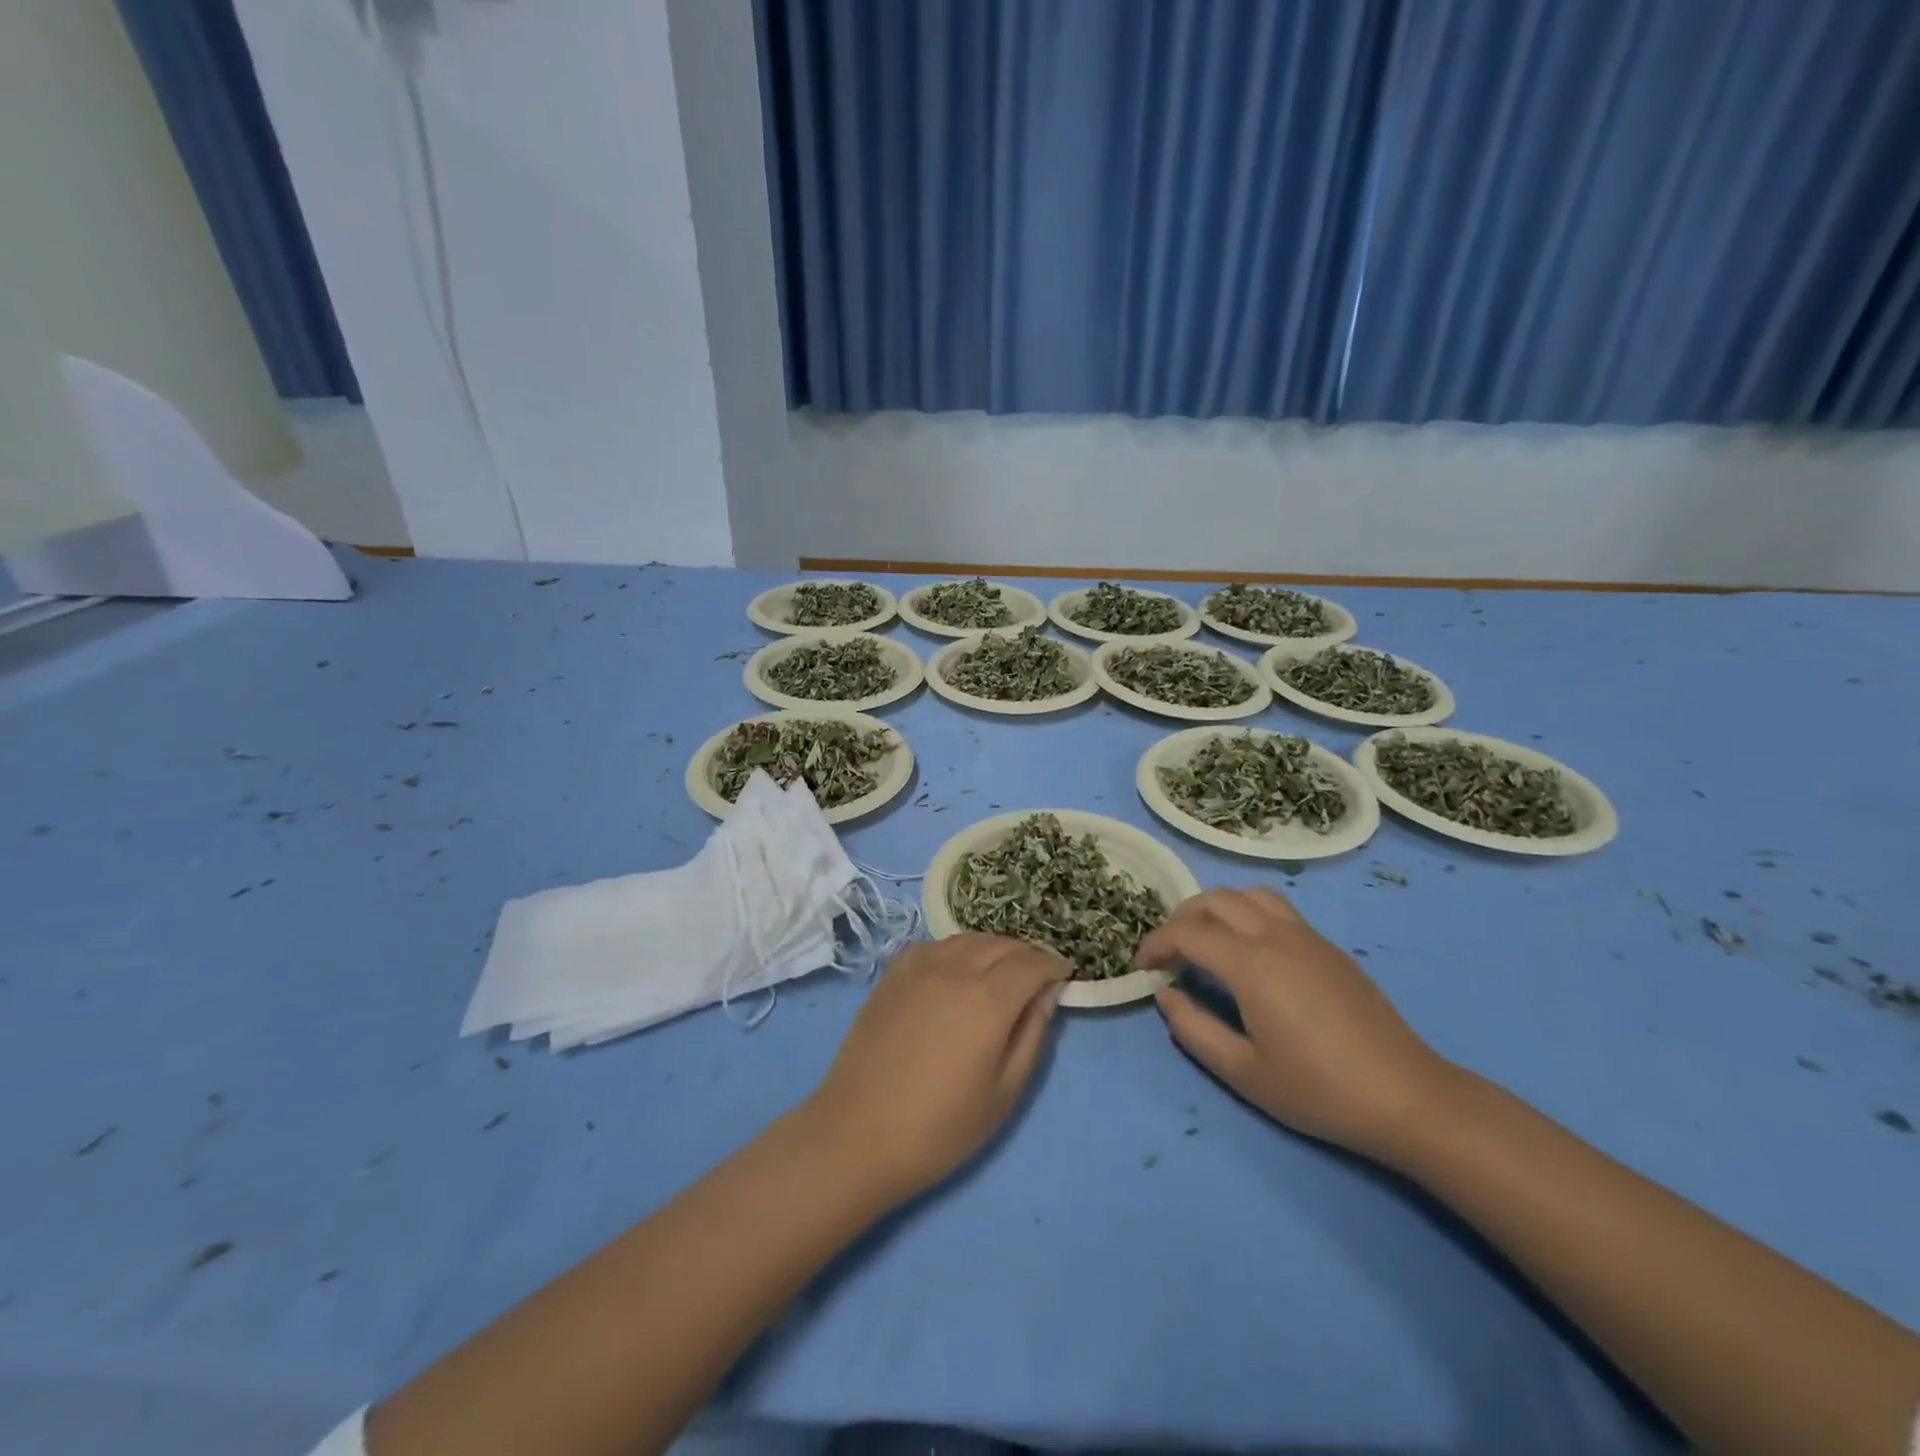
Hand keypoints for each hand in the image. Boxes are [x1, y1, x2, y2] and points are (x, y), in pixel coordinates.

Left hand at [804, 934, 1068, 1204]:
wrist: (857, 1134)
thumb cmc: (940, 1127)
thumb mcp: (1004, 1092)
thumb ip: (1032, 1034)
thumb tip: (1048, 993)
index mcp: (988, 998)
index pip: (1033, 962)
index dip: (1055, 966)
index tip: (1066, 976)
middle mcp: (955, 968)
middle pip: (1003, 944)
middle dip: (1028, 955)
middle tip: (1038, 978)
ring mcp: (919, 965)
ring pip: (969, 939)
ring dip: (994, 949)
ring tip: (1002, 973)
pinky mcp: (893, 972)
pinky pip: (937, 945)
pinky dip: (958, 950)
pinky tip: (958, 972)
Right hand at [1138, 888, 1454, 1160]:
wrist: (1407, 1097)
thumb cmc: (1319, 1090)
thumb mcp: (1244, 1072)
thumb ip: (1194, 1029)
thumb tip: (1167, 995)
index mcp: (1251, 964)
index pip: (1188, 933)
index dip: (1157, 944)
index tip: (1142, 967)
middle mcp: (1276, 936)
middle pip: (1216, 900)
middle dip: (1182, 918)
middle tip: (1169, 951)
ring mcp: (1307, 937)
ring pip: (1249, 895)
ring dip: (1217, 908)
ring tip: (1206, 940)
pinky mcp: (1329, 947)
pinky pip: (1277, 910)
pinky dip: (1247, 914)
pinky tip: (1250, 952)